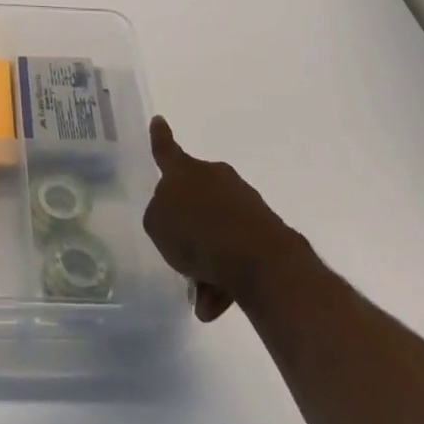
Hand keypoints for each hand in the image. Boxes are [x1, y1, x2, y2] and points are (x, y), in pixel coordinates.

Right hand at [144, 115, 304, 321]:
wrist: (258, 259)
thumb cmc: (197, 233)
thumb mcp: (157, 224)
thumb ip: (160, 216)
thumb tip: (178, 220)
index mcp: (184, 171)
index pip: (166, 149)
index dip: (160, 137)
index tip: (159, 120)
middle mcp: (215, 177)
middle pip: (194, 198)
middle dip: (187, 226)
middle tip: (180, 257)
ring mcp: (243, 201)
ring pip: (216, 230)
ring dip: (206, 260)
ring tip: (201, 297)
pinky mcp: (265, 229)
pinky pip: (236, 251)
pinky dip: (225, 275)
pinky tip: (218, 304)